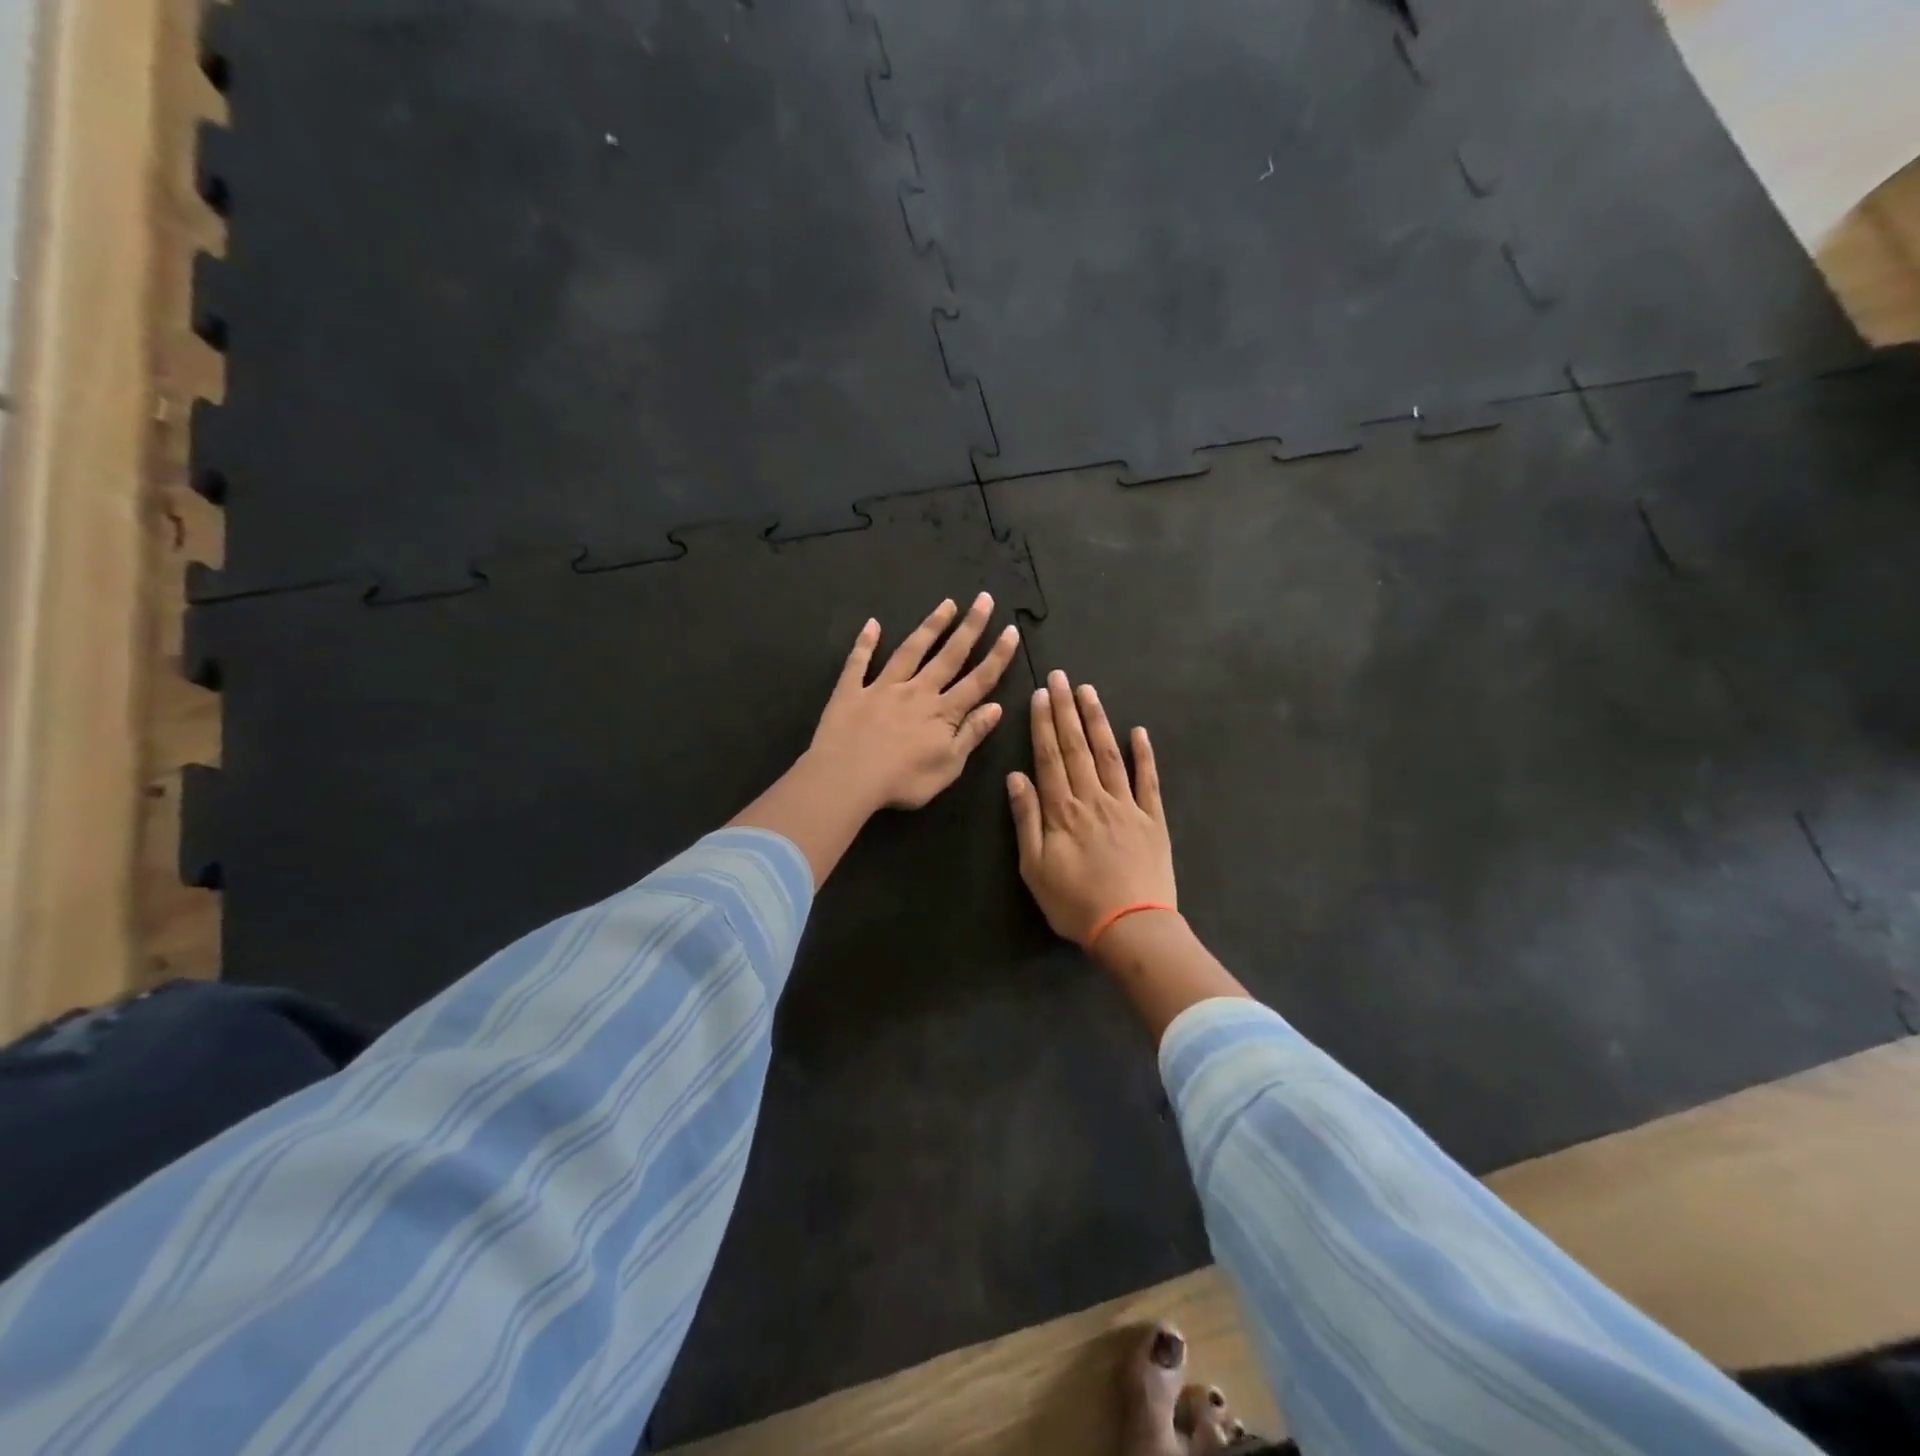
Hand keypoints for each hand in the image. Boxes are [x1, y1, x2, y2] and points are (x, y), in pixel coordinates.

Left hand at [808, 593, 1021, 812]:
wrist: (848, 778)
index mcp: (943, 712)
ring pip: (910, 651)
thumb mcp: (949, 766)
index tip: (1011, 630)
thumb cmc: (903, 781)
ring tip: (947, 604)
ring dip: (930, 626)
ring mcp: (883, 688)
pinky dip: (865, 642)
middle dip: (970, 627)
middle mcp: (917, 692)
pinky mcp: (851, 691)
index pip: (978, 680)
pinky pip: (859, 662)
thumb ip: (971, 734)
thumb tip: (996, 707)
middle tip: (984, 599)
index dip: (997, 656)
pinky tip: (872, 624)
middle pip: (948, 656)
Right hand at [1007, 671, 1175, 944]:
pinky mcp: (1152, 819)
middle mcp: (1094, 798)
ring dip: (1098, 721)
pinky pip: (1148, 780)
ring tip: (1089, 692)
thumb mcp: (1034, 868)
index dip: (1044, 724)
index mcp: (1063, 810)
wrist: (1131, 928)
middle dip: (1067, 710)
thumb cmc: (1074, 903)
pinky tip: (1138, 731)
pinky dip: (1144, 754)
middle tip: (1061, 677)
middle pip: (1077, 747)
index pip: (1050, 757)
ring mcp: (1127, 806)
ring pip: (1109, 754)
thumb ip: (1026, 820)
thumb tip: (1016, 777)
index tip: (1041, 695)